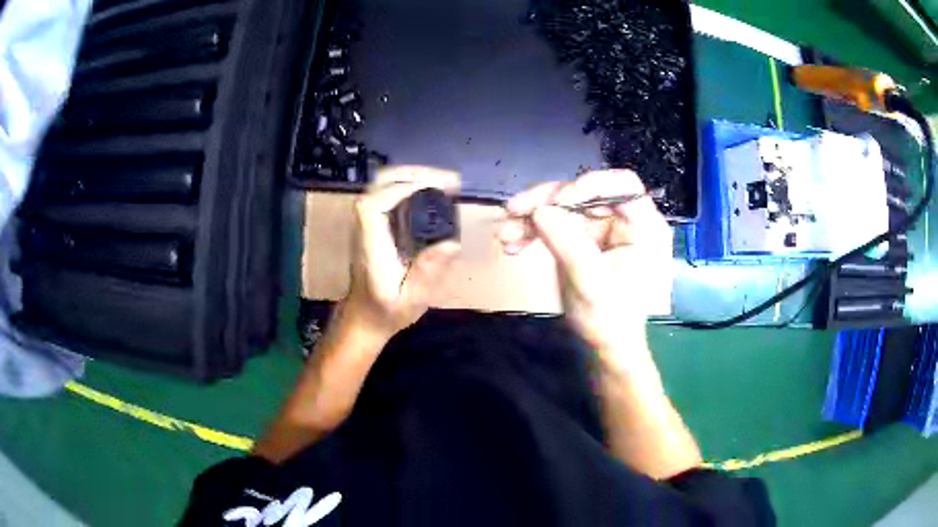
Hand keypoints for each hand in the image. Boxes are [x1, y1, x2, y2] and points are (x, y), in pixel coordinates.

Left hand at [343, 166, 461, 342]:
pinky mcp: (373, 222)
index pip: (375, 204)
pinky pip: (387, 192)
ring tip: (443, 182)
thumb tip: (452, 244)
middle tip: (447, 180)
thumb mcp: (411, 301)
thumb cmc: (386, 311)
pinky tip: (431, 191)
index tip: (436, 188)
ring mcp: (366, 222)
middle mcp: (364, 227)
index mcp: (371, 245)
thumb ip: (427, 274)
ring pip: (382, 184)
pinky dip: (409, 184)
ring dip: (412, 176)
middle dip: (413, 174)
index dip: (402, 188)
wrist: (364, 316)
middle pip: (378, 184)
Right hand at [498, 170, 672, 354]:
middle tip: (514, 209)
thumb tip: (539, 210)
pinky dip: (532, 230)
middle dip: (547, 200)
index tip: (559, 202)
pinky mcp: (580, 238)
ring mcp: (600, 228)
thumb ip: (568, 244)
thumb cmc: (610, 320)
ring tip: (505, 234)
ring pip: (563, 206)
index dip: (591, 185)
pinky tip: (511, 243)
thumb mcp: (591, 284)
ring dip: (531, 216)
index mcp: (643, 228)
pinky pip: (554, 223)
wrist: (603, 347)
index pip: (623, 187)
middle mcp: (623, 220)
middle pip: (584, 192)